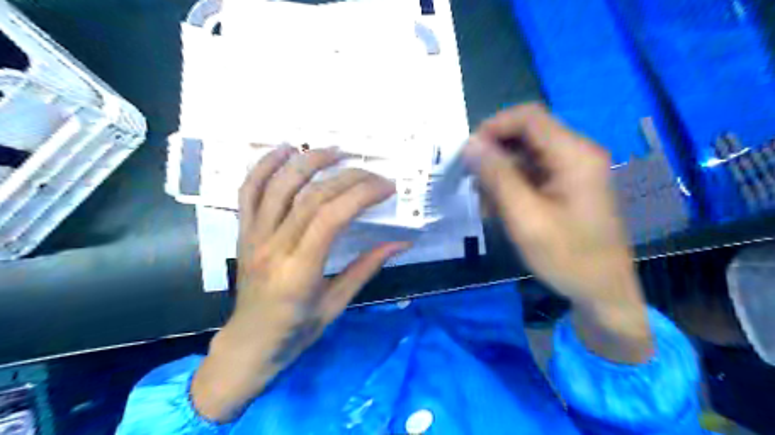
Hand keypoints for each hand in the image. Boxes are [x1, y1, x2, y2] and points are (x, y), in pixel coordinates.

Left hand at [193, 146, 411, 420]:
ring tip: (336, 151)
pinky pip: (248, 191)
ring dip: (309, 161)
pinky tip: (286, 149)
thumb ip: (367, 268)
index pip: (331, 217)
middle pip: (311, 197)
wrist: (249, 344)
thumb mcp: (337, 305)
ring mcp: (253, 236)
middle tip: (374, 174)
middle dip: (348, 178)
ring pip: (278, 185)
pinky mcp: (243, 232)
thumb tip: (401, 243)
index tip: (386, 188)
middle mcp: (273, 247)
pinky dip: (265, 165)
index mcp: (299, 272)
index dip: (362, 194)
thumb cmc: (296, 331)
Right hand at [463, 105, 648, 362]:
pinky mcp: (568, 185)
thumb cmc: (567, 257)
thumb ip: (497, 177)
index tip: (468, 153)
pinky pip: (533, 174)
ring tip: (487, 205)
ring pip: (525, 156)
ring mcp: (574, 170)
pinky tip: (502, 210)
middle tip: (474, 185)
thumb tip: (471, 144)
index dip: (493, 127)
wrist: (603, 291)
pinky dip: (512, 187)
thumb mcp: (525, 217)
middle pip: (526, 136)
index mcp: (574, 155)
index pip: (528, 117)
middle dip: (495, 156)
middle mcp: (577, 153)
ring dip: (501, 175)